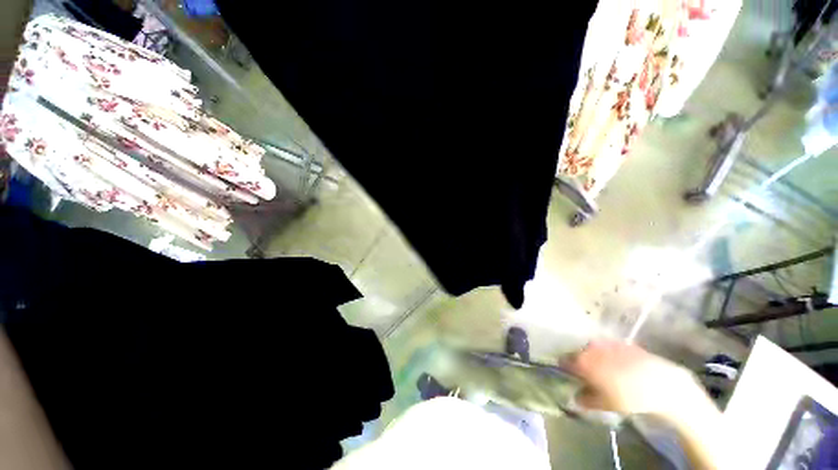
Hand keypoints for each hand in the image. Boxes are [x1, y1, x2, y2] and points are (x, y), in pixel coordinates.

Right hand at [562, 340, 702, 421]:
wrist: (662, 384)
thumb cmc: (629, 397)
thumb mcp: (605, 404)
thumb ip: (586, 400)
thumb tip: (575, 397)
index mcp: (583, 361)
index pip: (565, 361)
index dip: (564, 367)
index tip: (566, 374)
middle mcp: (591, 348)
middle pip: (579, 352)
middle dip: (579, 361)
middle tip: (585, 373)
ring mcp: (608, 344)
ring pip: (594, 348)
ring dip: (593, 356)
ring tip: (601, 369)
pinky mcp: (623, 343)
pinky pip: (609, 347)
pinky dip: (608, 354)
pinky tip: (617, 365)